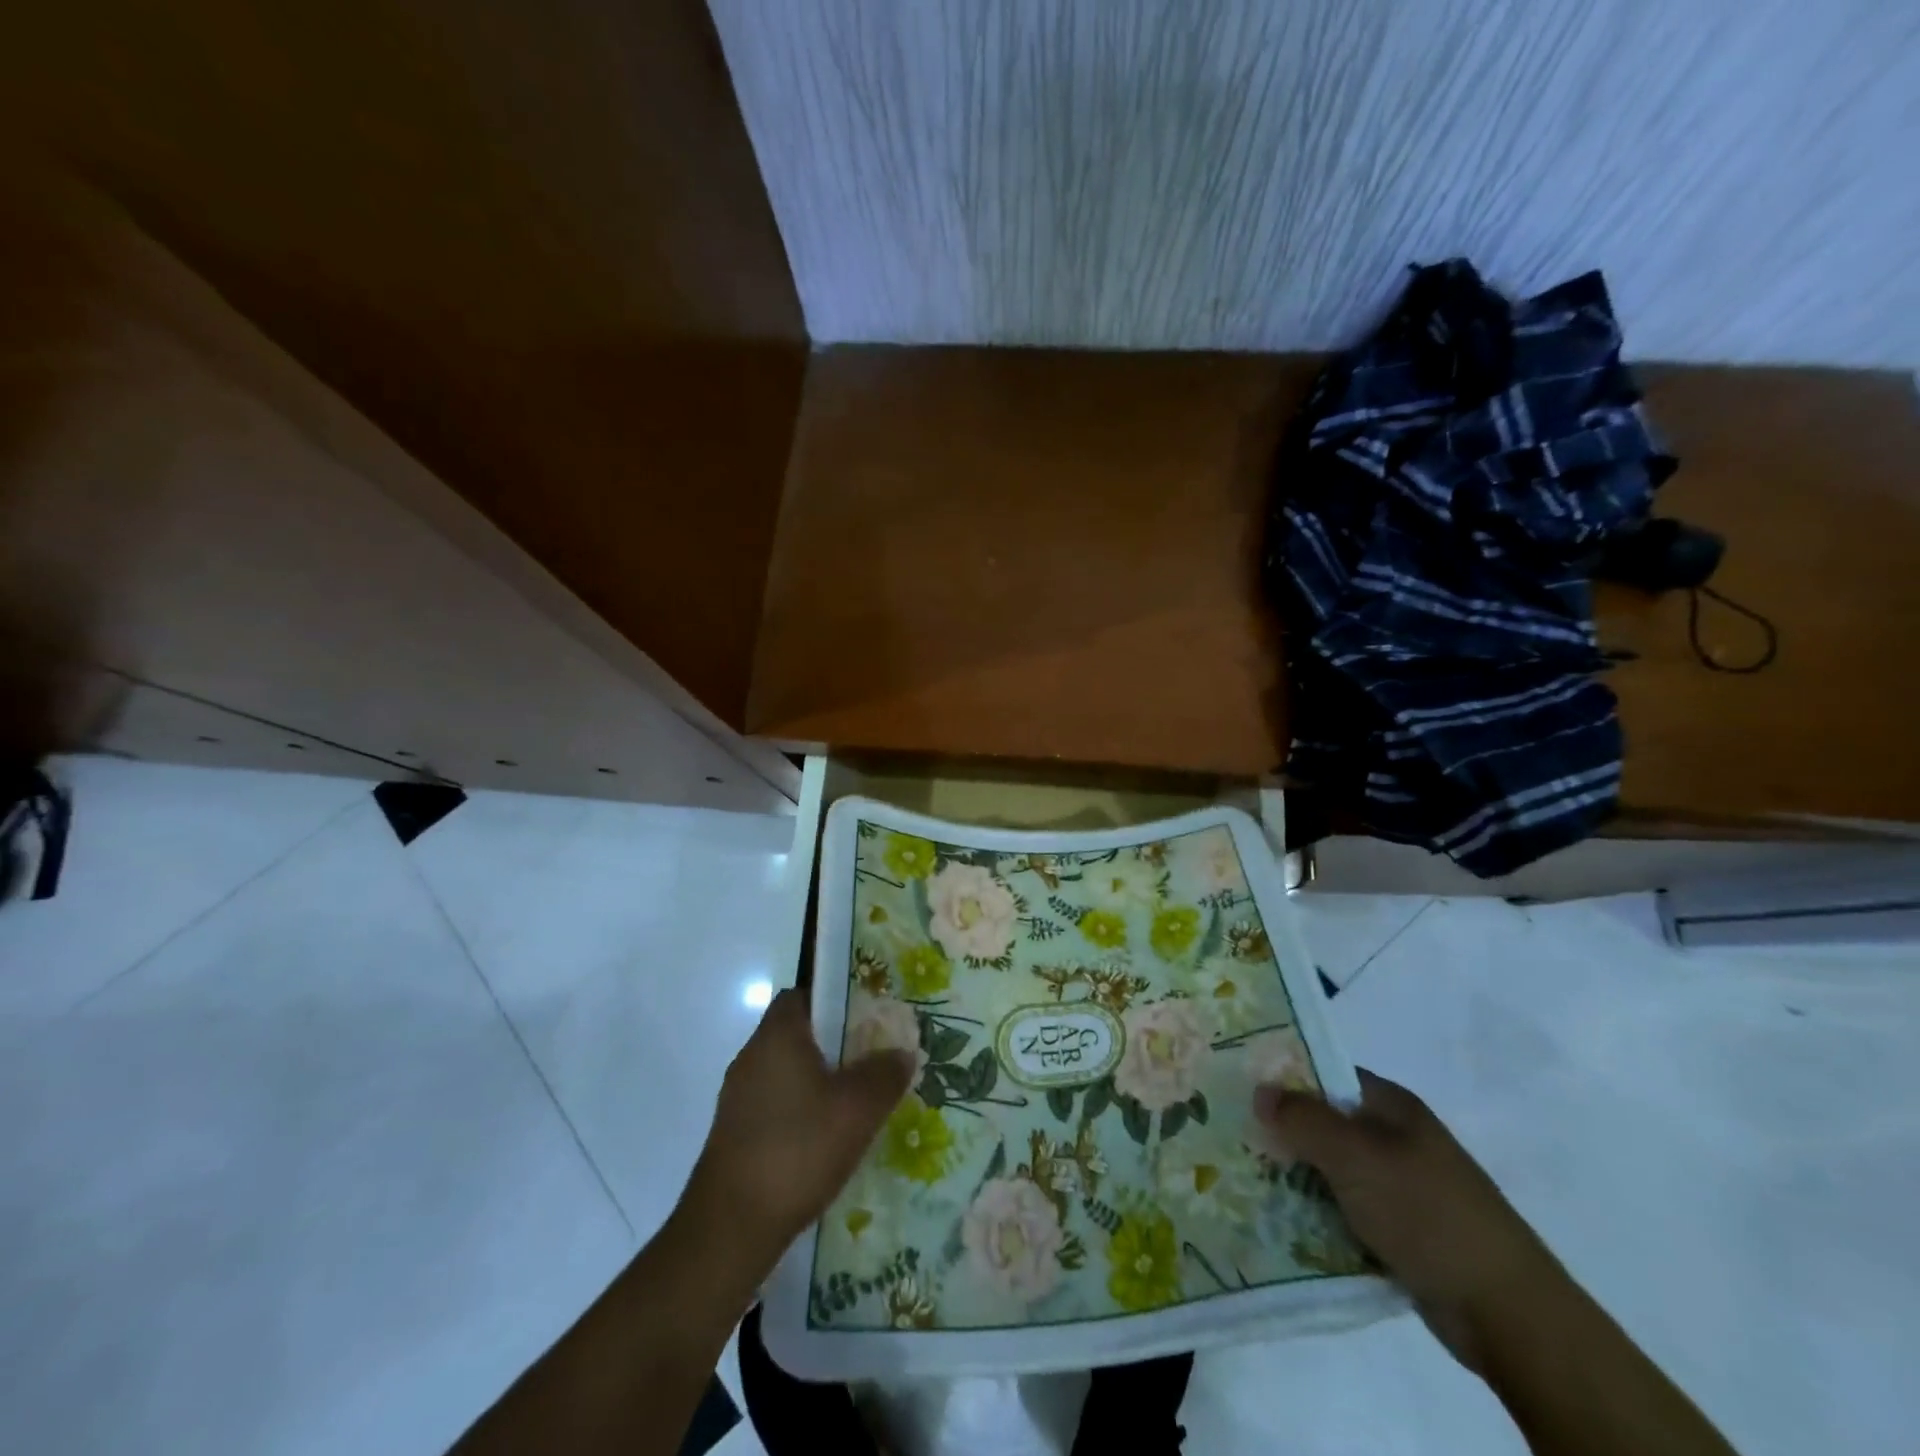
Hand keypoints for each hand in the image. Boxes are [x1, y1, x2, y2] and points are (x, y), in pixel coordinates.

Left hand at [681, 988, 914, 1271]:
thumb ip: (885, 1074)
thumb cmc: (797, 1149)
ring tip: (857, 1101)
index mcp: (777, 1036)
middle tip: (873, 1059)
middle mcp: (752, 1056)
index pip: (803, 994)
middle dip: (836, 1043)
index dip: (835, 999)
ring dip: (820, 1080)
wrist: (730, 1227)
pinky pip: (776, 1103)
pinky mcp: (735, 1133)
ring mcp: (739, 1097)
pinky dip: (802, 1110)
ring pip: (788, 1071)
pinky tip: (828, 1138)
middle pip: (798, 1033)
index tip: (867, 1018)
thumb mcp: (858, 1109)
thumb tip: (902, 1052)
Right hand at [1254, 1069, 1562, 1369]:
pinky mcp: (1403, 1231)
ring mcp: (1401, 1186)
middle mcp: (1395, 1138)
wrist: (1508, 1312)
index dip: (1284, 1075)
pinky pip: (1347, 1210)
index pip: (1326, 1073)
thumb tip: (1260, 1090)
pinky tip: (1283, 1221)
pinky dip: (1319, 1214)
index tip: (1239, 1086)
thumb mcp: (1354, 1156)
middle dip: (1283, 1130)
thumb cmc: (1425, 1212)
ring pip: (1333, 1170)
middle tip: (1232, 1135)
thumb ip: (1302, 1118)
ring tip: (1245, 1178)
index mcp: (1391, 1106)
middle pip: (1325, 1122)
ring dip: (1297, 1176)